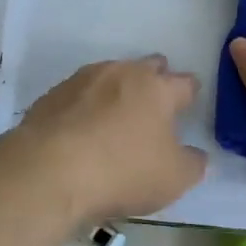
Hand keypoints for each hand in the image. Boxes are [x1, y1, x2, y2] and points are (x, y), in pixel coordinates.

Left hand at [13, 55, 207, 224]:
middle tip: (155, 105)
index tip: (188, 105)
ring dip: (118, 91)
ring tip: (116, 117)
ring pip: (111, 75)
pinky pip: (79, 94)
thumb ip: (192, 164)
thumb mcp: (173, 179)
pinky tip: (82, 128)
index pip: (185, 82)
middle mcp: (122, 73)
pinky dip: (86, 106)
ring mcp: (84, 80)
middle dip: (155, 80)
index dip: (189, 94)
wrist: (49, 171)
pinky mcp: (53, 95)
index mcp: (158, 88)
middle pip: (147, 67)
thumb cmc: (123, 171)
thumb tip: (196, 154)